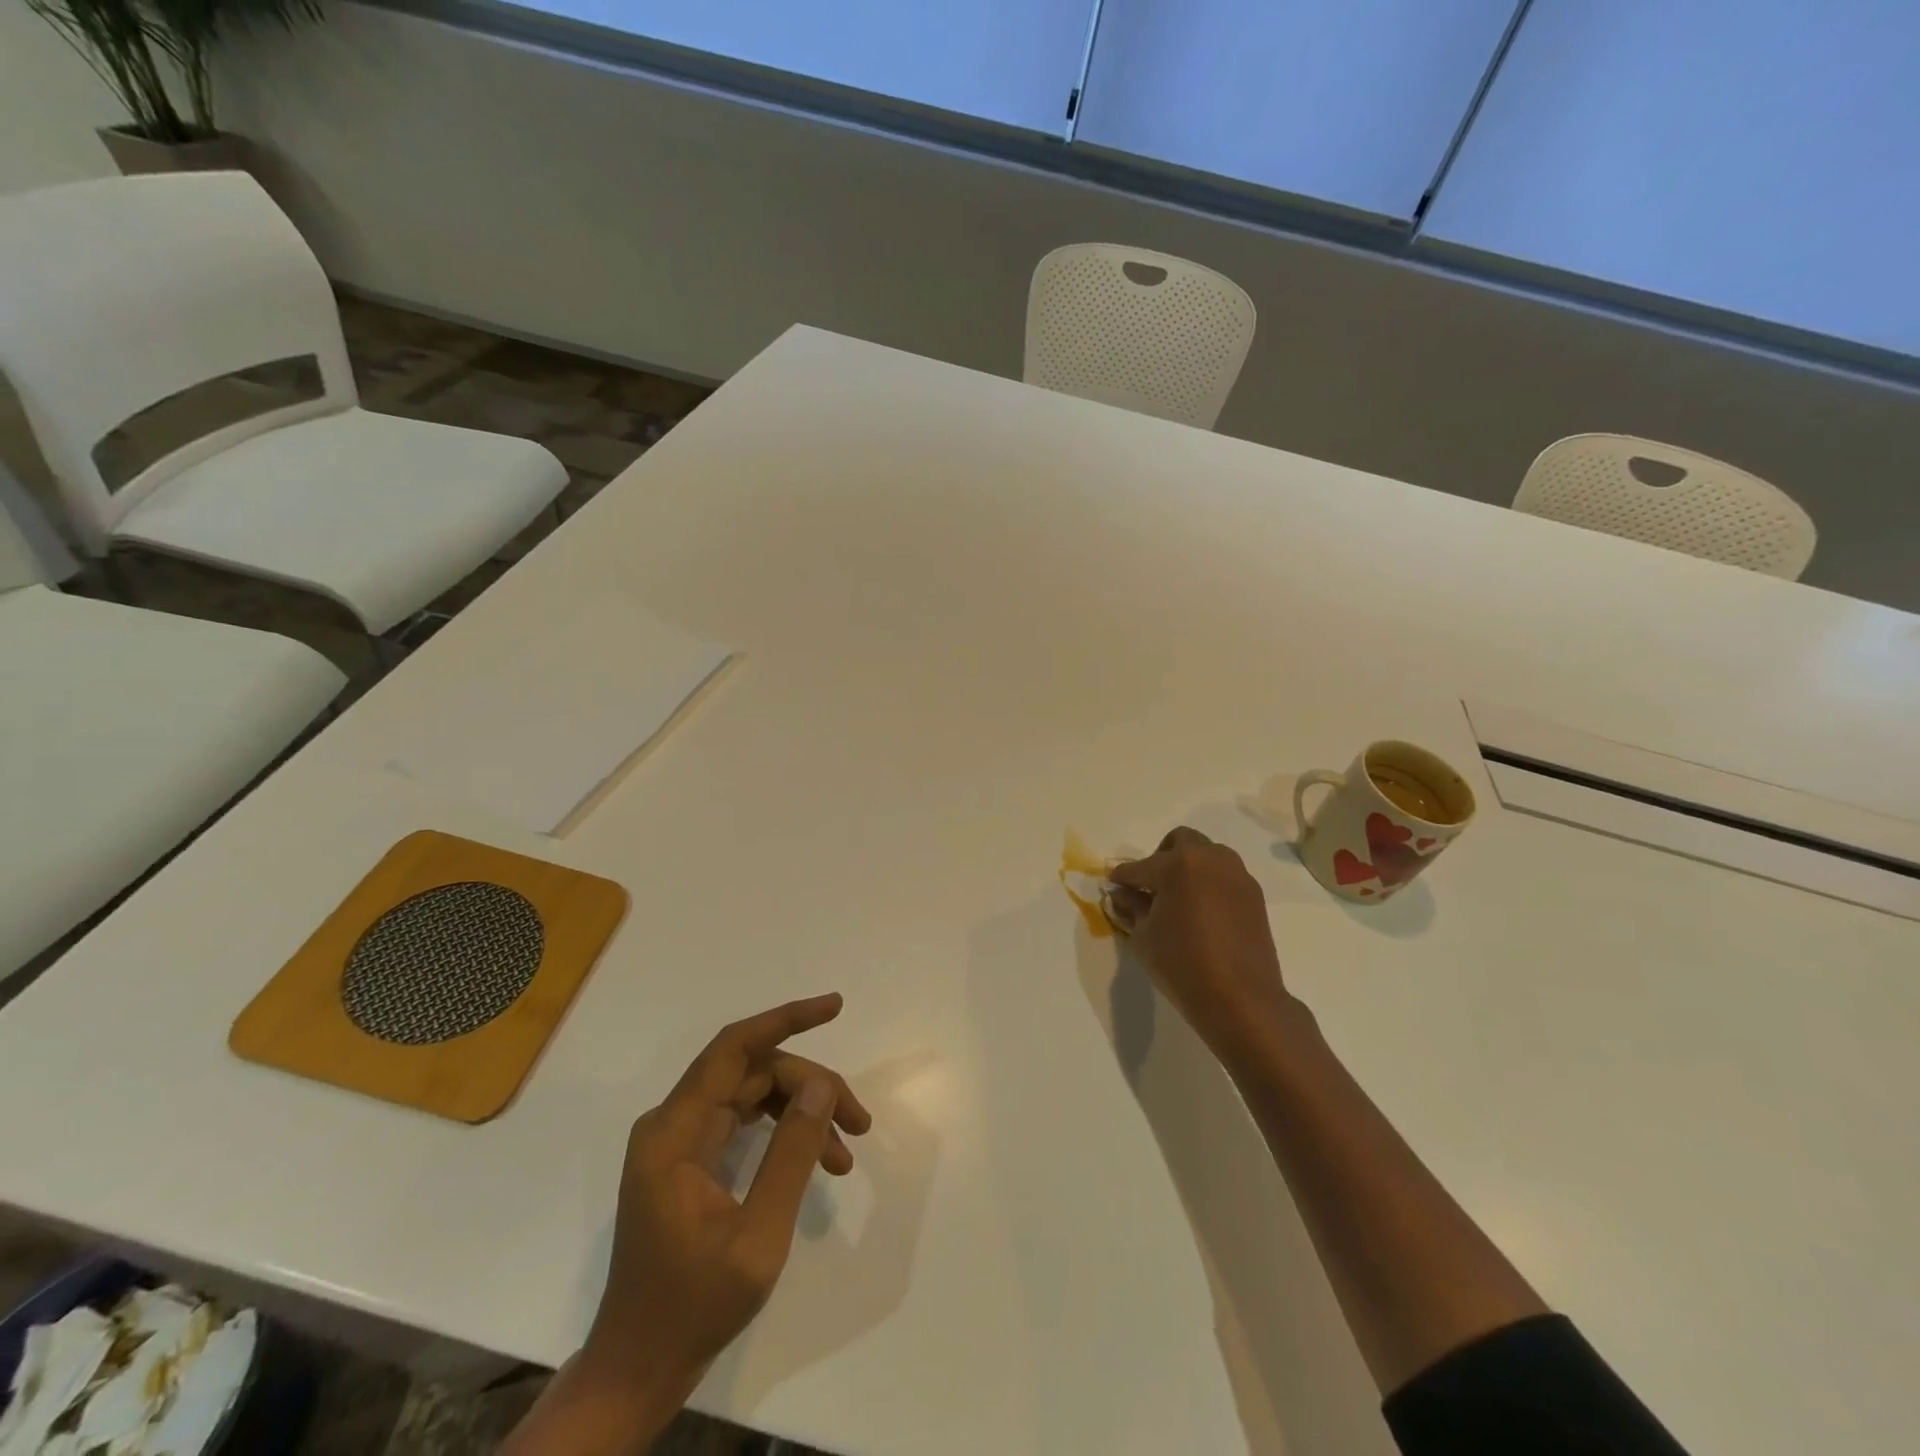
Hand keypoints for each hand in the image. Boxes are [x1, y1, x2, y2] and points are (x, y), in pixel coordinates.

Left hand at [582, 993, 871, 1400]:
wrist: (638, 1369)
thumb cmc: (693, 1305)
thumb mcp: (757, 1235)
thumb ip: (791, 1154)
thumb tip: (821, 1085)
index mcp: (674, 1131)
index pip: (734, 1048)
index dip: (785, 1019)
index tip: (834, 1007)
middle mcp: (673, 1123)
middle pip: (753, 1073)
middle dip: (810, 1085)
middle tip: (859, 1121)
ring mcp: (680, 1141)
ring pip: (753, 1094)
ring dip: (802, 1110)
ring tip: (848, 1148)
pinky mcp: (690, 1160)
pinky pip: (745, 1121)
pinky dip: (785, 1132)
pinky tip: (820, 1159)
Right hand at [1108, 828, 1301, 1060]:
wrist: (1241, 999)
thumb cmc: (1182, 964)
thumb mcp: (1144, 936)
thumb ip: (1131, 907)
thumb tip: (1122, 894)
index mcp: (1179, 863)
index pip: (1140, 867)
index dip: (1122, 877)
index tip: (1113, 885)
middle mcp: (1211, 859)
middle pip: (1180, 842)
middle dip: (1160, 858)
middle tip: (1150, 887)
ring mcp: (1237, 875)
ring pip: (1207, 856)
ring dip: (1189, 868)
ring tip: (1178, 900)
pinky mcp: (1254, 896)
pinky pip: (1225, 877)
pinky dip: (1209, 885)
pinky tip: (1201, 914)